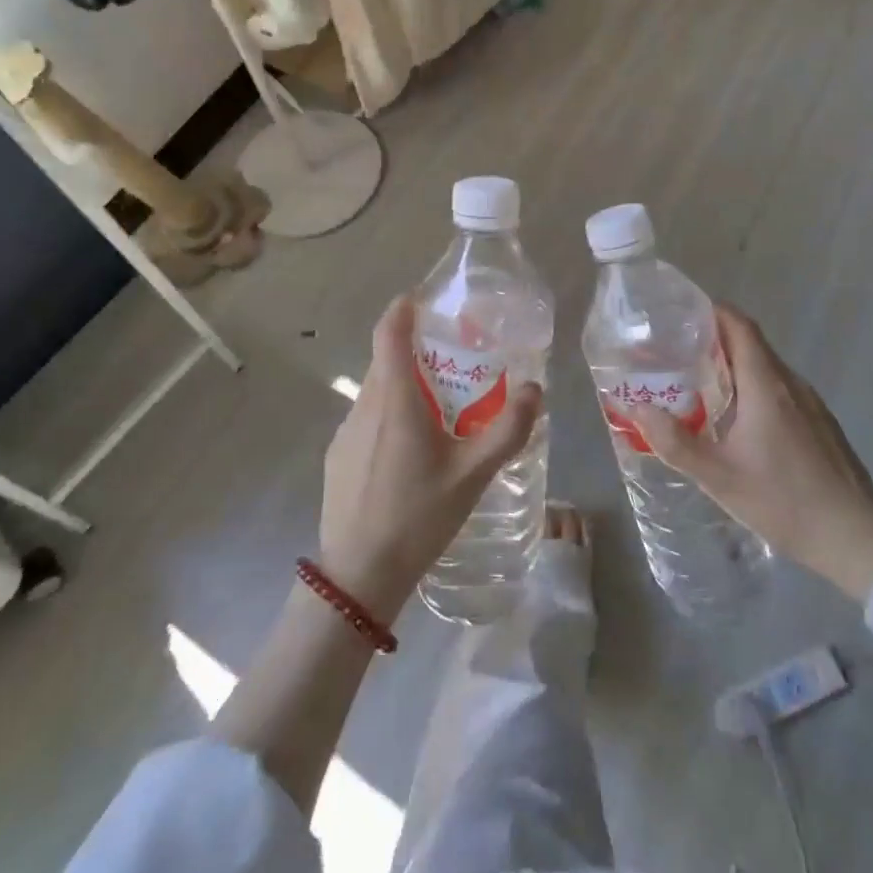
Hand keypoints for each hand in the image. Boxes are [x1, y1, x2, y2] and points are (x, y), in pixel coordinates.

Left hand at [318, 298, 542, 622]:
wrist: (359, 574)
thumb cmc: (418, 517)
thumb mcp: (473, 475)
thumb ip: (508, 429)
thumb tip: (535, 389)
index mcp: (395, 400)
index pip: (389, 333)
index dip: (403, 309)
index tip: (423, 299)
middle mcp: (365, 405)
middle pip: (385, 359)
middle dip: (414, 348)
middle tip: (452, 358)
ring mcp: (345, 431)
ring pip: (375, 390)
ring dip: (403, 384)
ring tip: (439, 405)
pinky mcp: (338, 454)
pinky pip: (366, 417)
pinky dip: (388, 412)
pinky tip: (411, 449)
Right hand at [629, 305, 872, 601]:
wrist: (854, 538)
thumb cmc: (783, 501)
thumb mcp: (718, 477)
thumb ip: (674, 442)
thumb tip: (637, 408)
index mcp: (765, 385)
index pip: (740, 326)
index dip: (712, 311)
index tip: (680, 313)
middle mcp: (791, 383)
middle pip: (751, 344)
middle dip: (714, 339)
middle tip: (676, 351)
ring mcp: (811, 403)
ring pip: (767, 368)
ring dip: (734, 365)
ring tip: (699, 382)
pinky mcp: (821, 423)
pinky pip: (781, 389)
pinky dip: (754, 387)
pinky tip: (738, 419)